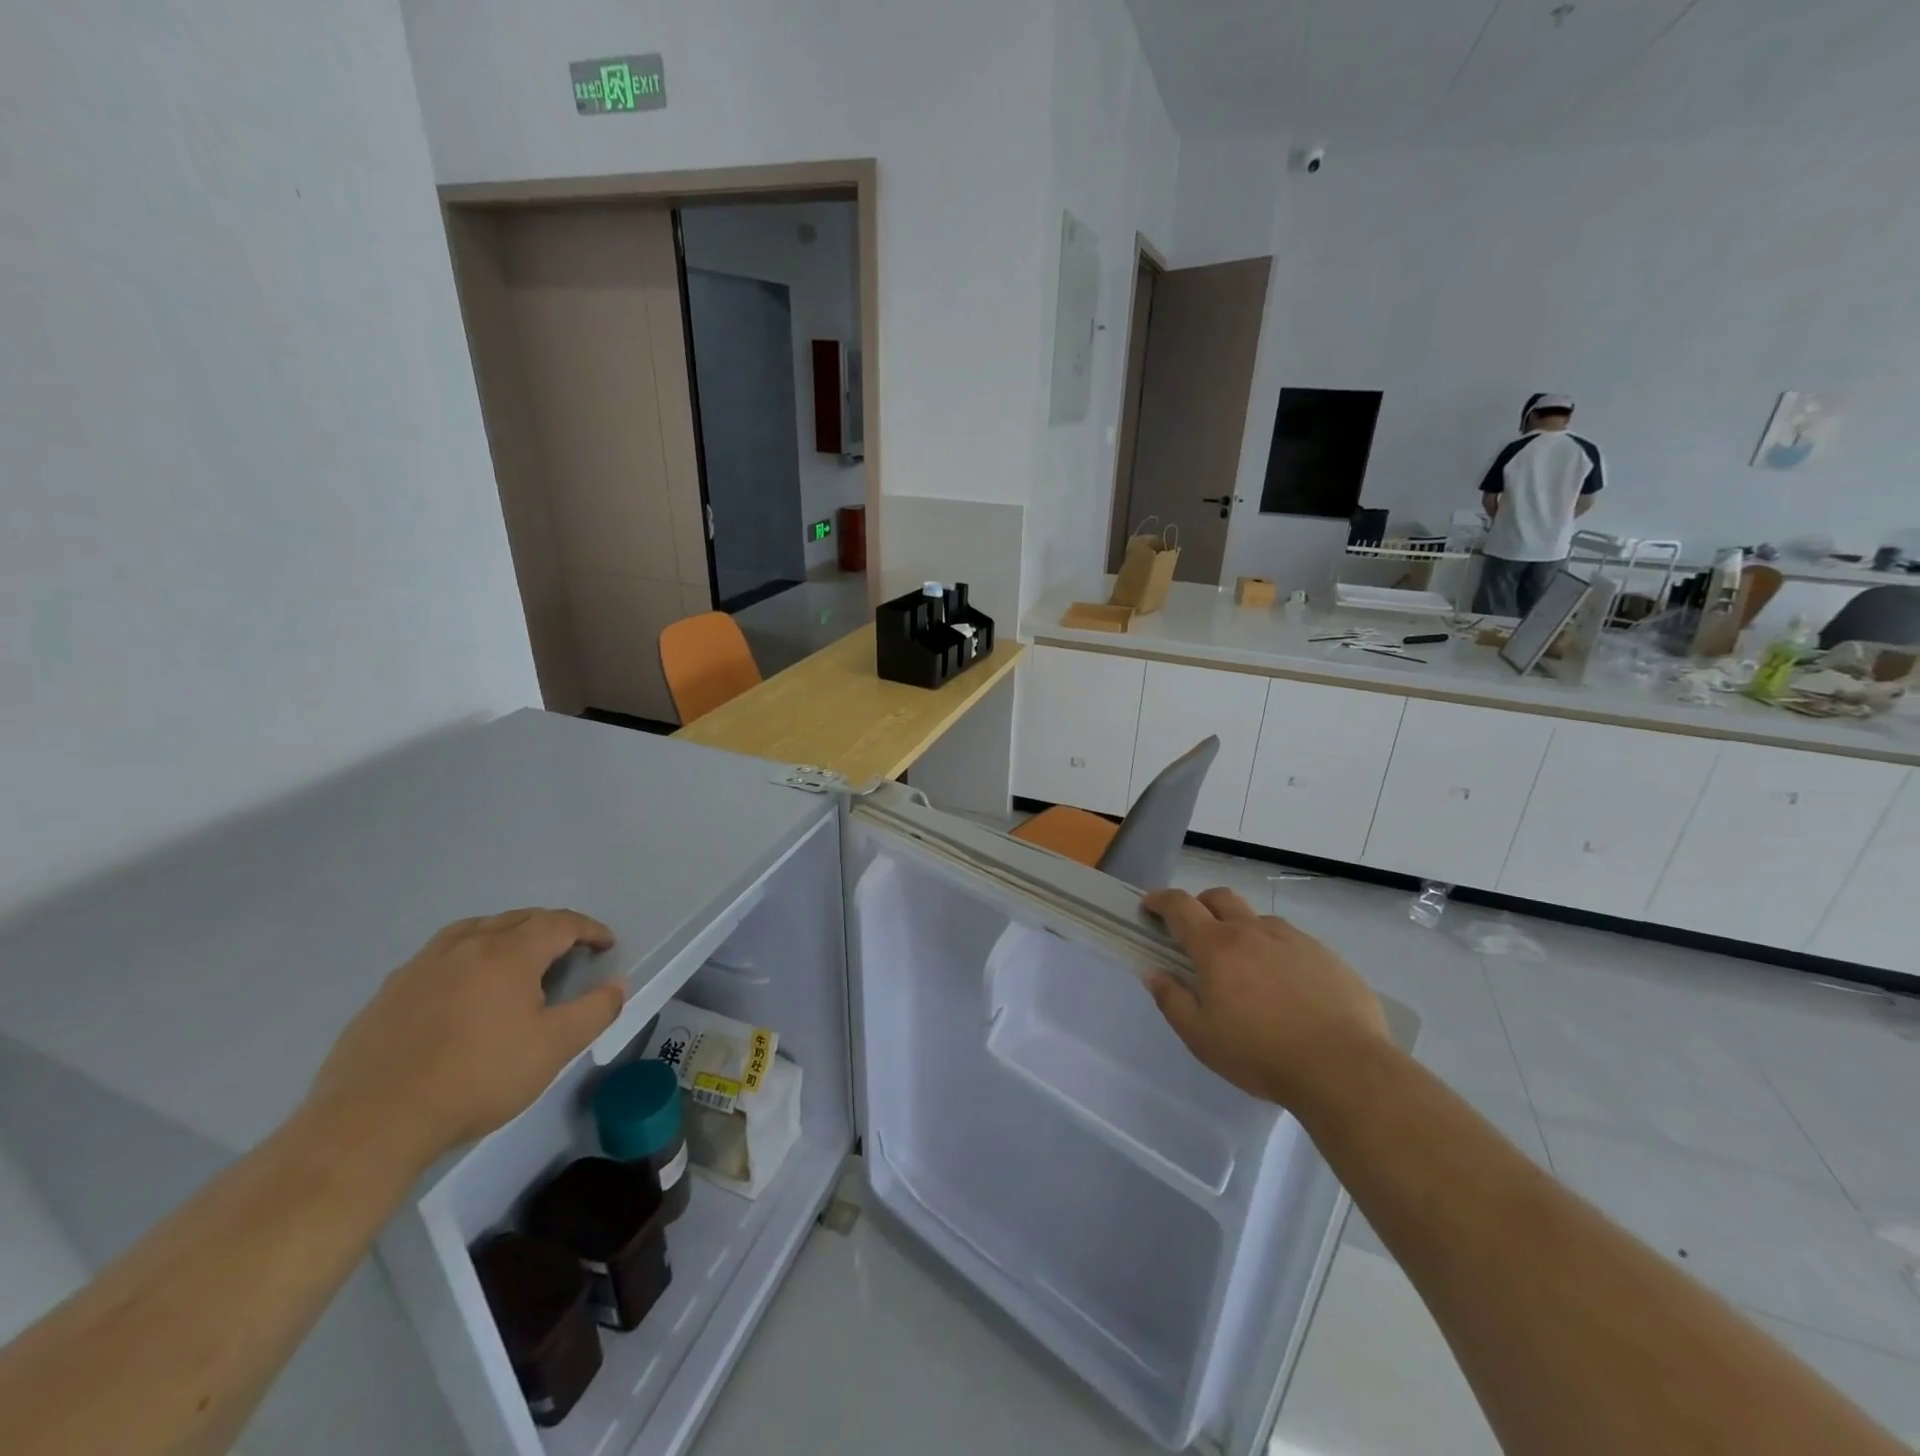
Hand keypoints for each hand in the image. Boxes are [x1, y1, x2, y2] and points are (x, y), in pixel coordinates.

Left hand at [309, 909, 622, 1162]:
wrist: (371, 1123)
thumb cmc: (477, 1078)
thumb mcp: (553, 1048)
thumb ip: (594, 1011)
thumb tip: (618, 984)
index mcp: (507, 954)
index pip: (559, 923)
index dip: (589, 929)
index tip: (606, 944)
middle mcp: (464, 947)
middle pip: (516, 919)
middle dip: (550, 927)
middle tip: (569, 949)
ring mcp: (419, 968)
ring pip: (472, 930)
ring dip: (504, 933)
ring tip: (515, 956)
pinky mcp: (387, 995)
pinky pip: (437, 957)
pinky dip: (464, 957)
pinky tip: (462, 990)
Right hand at [1142, 887, 1388, 1110]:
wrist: (1344, 1068)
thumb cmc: (1261, 1054)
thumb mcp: (1201, 1037)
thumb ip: (1172, 1000)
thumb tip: (1153, 972)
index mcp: (1217, 947)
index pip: (1180, 906)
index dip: (1160, 900)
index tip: (1149, 905)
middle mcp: (1253, 932)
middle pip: (1220, 897)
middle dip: (1201, 903)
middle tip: (1195, 930)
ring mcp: (1294, 940)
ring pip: (1258, 920)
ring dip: (1242, 929)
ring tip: (1246, 966)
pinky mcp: (1327, 957)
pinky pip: (1293, 943)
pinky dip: (1277, 952)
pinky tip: (1287, 987)